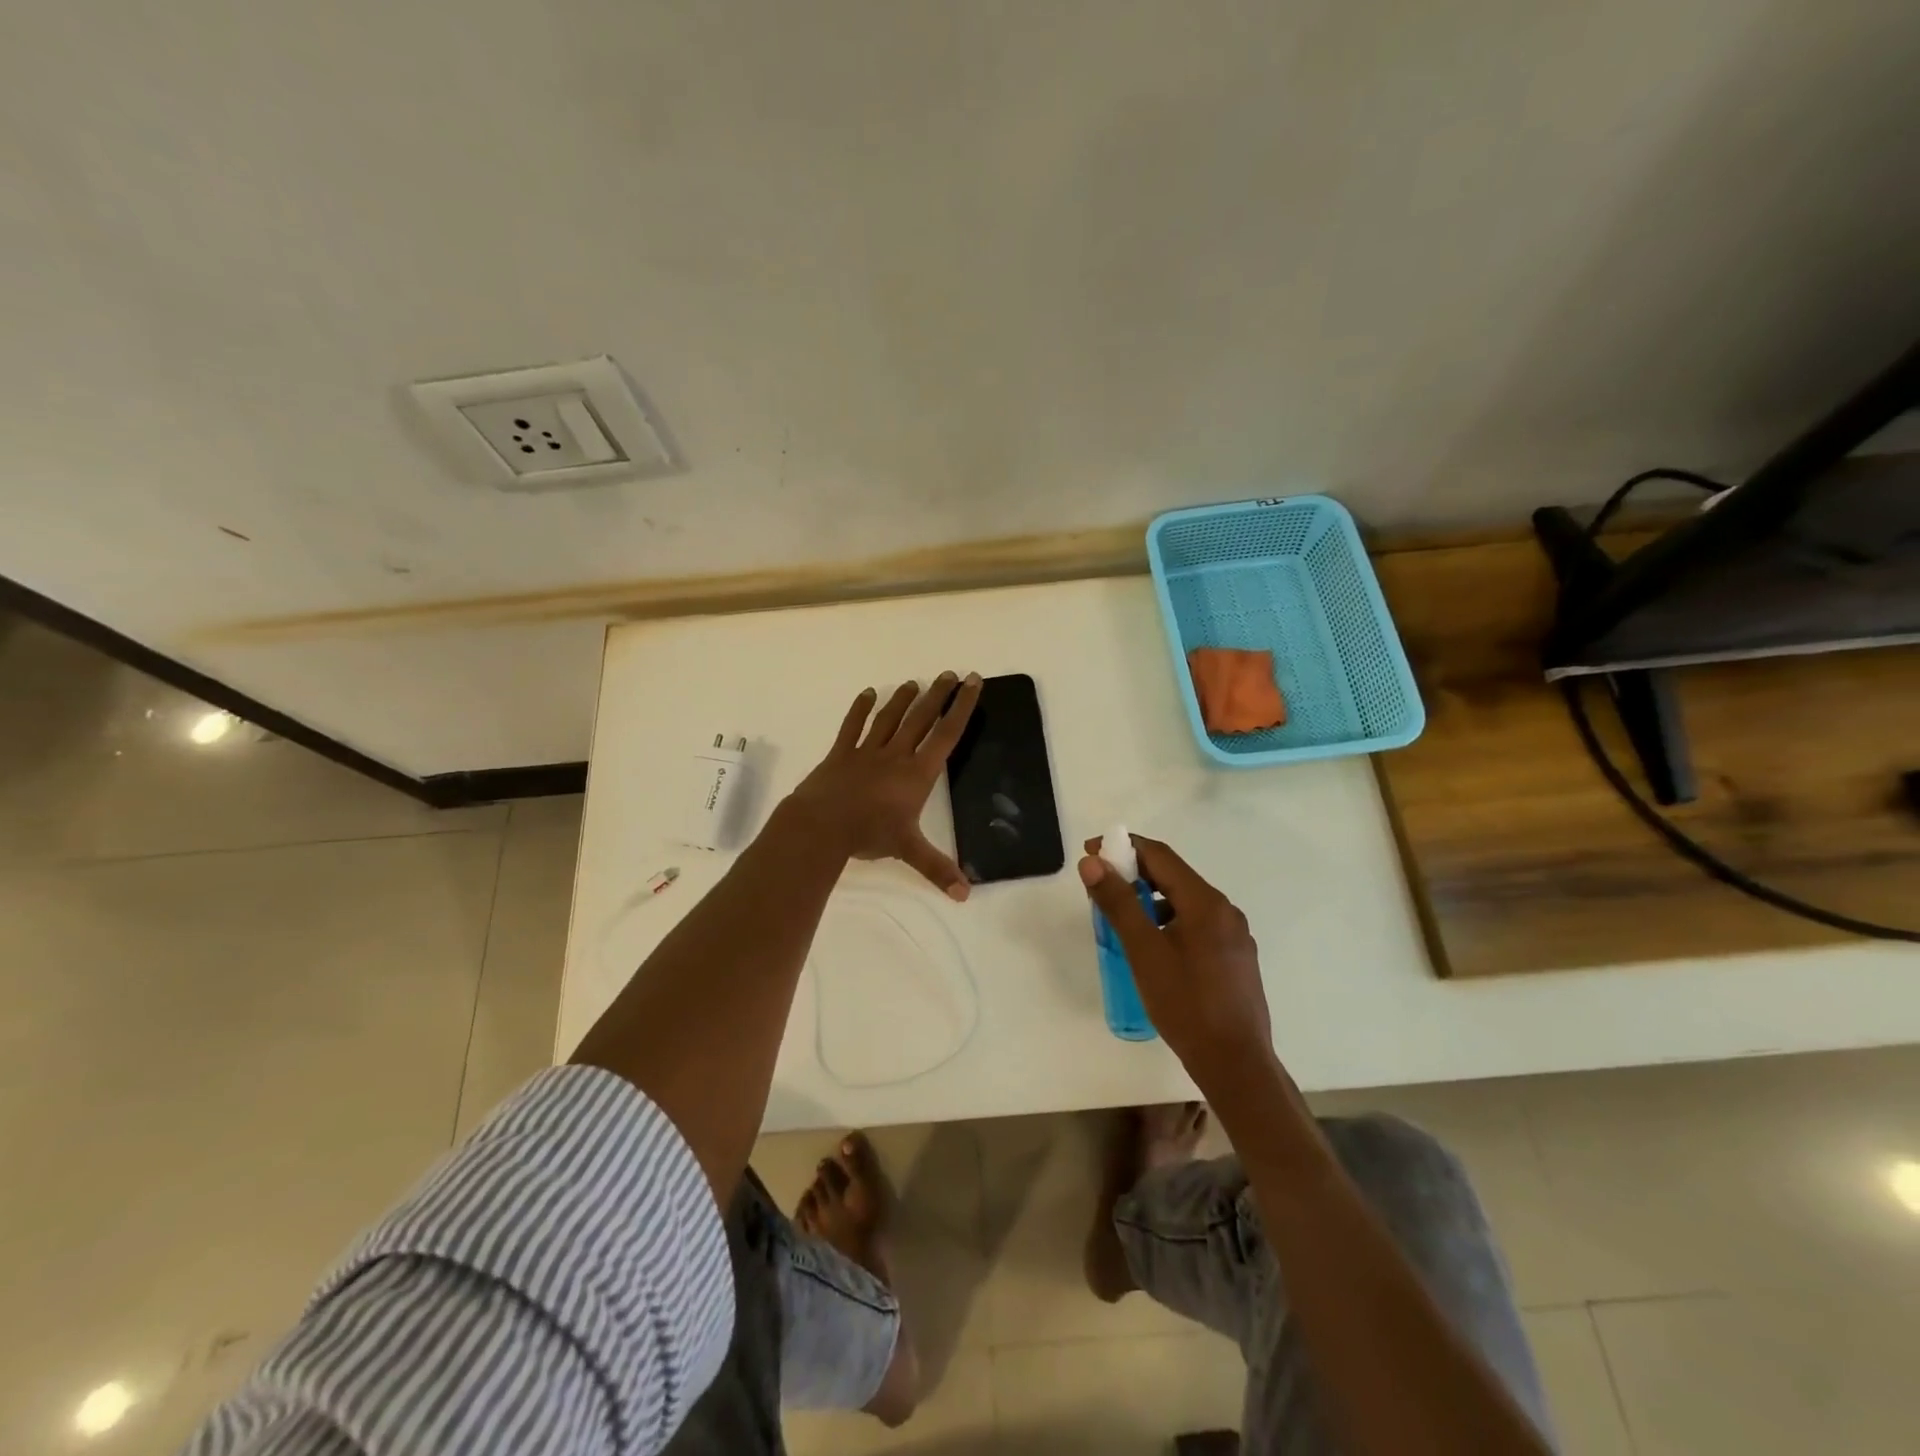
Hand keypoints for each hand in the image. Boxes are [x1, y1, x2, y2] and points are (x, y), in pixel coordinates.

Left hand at [789, 672, 983, 899]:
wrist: (821, 825)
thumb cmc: (868, 834)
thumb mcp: (908, 850)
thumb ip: (937, 869)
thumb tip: (966, 895)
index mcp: (917, 773)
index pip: (946, 735)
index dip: (961, 707)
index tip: (972, 682)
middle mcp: (896, 755)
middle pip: (921, 718)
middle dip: (938, 695)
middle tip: (950, 674)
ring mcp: (867, 751)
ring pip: (890, 718)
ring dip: (904, 698)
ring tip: (916, 682)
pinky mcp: (841, 753)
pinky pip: (853, 726)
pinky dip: (861, 709)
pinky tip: (868, 693)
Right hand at [1079, 834, 1274, 1073]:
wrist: (1236, 1064)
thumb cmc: (1186, 1004)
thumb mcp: (1144, 951)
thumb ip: (1118, 902)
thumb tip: (1092, 862)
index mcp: (1205, 902)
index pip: (1160, 856)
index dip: (1124, 847)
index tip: (1091, 852)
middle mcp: (1225, 910)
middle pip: (1174, 876)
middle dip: (1135, 873)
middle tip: (1100, 886)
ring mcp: (1235, 935)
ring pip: (1185, 902)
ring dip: (1151, 898)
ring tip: (1121, 918)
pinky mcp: (1236, 958)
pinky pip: (1197, 924)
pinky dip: (1169, 920)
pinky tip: (1153, 945)